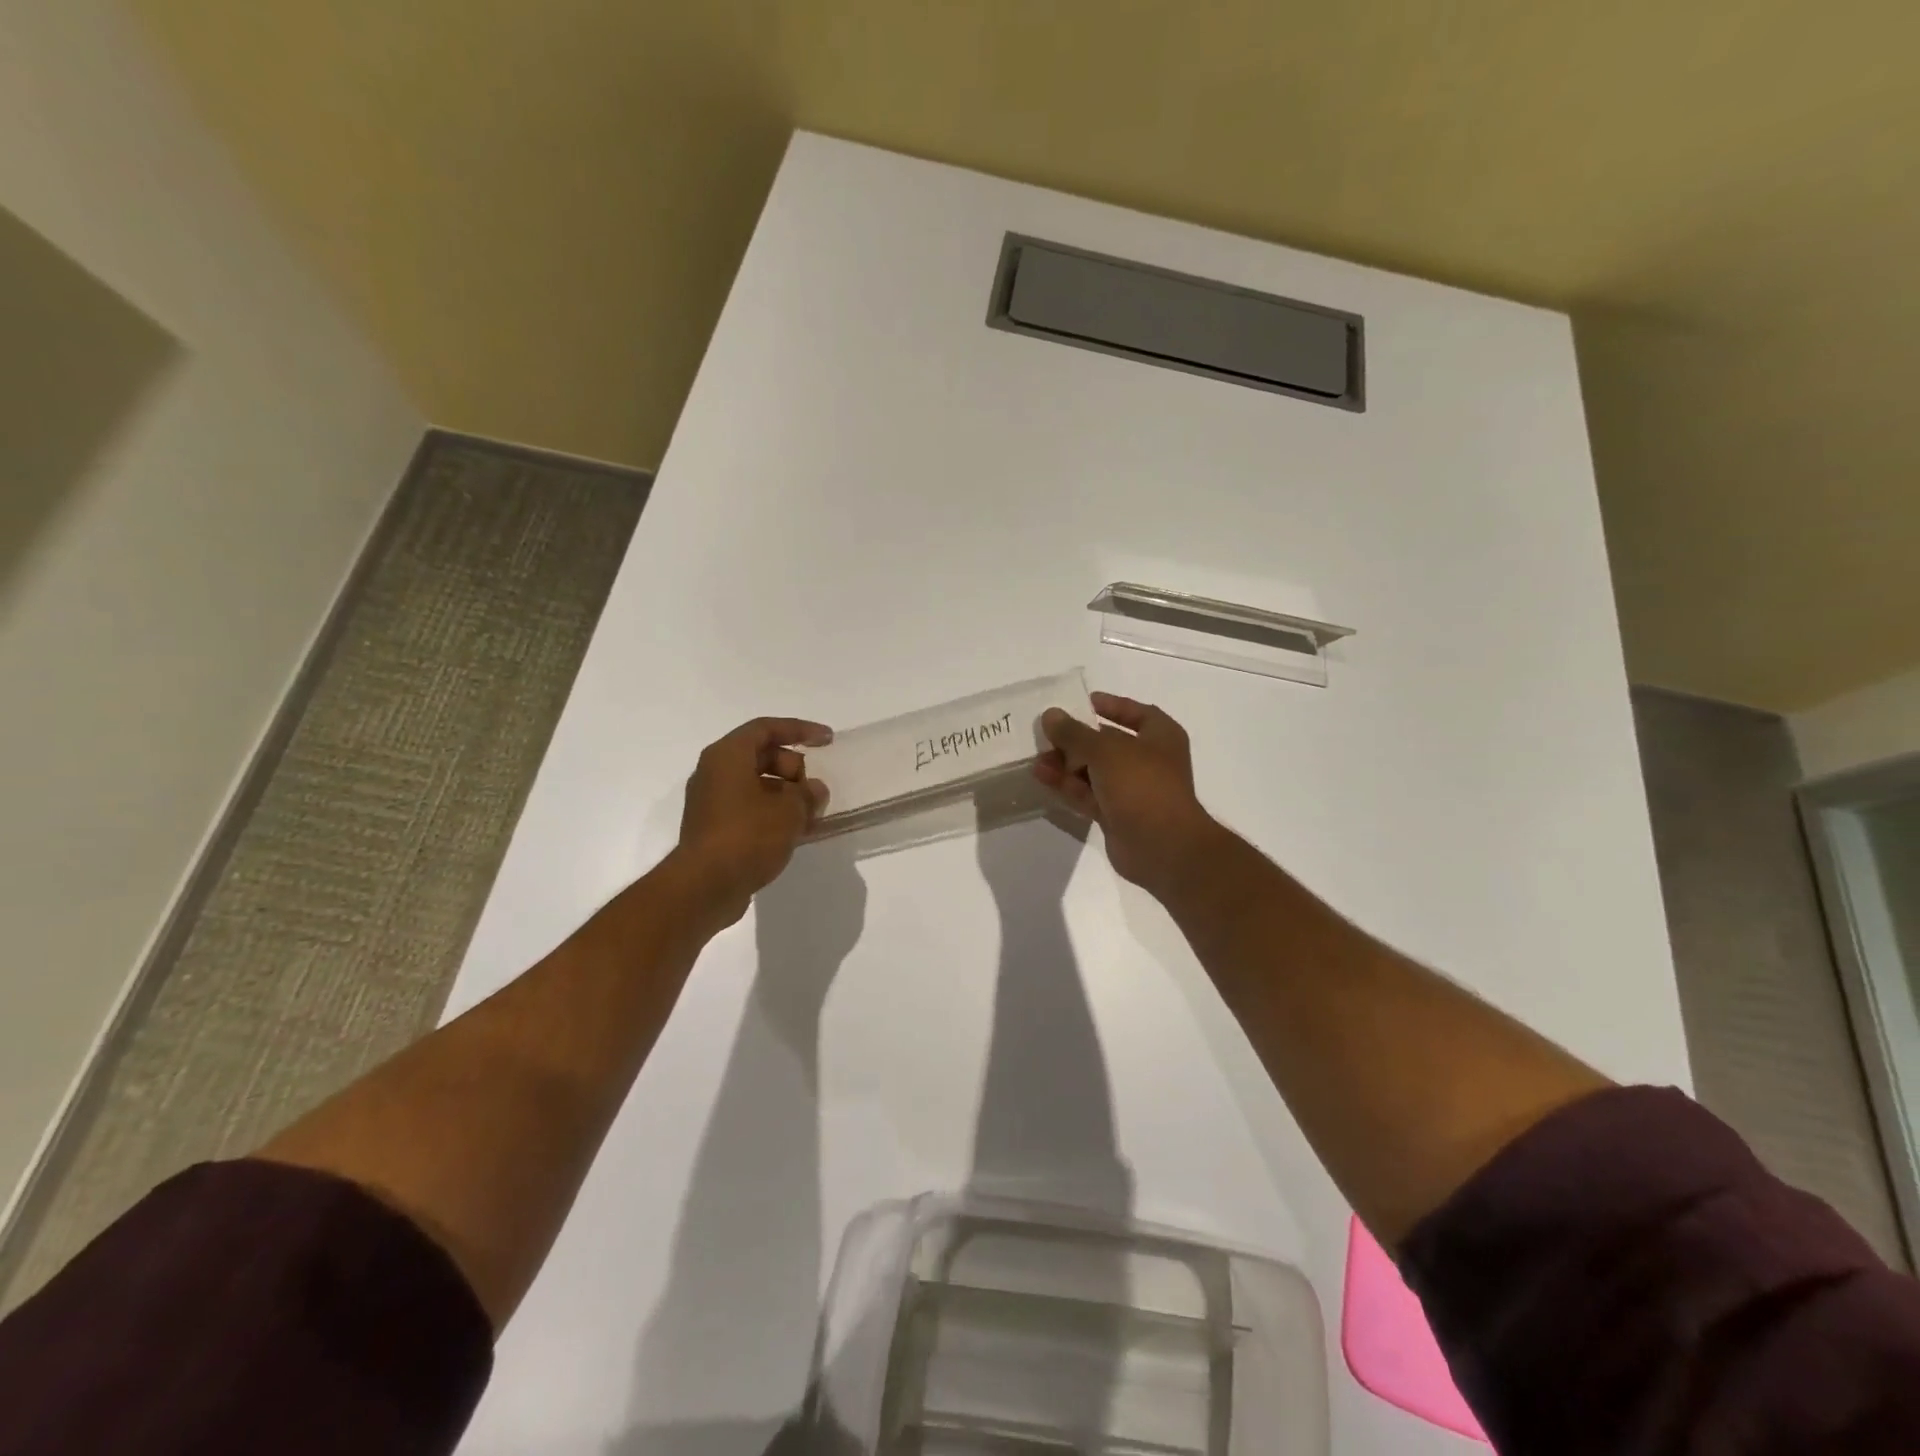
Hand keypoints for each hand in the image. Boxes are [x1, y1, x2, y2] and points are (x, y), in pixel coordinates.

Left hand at [674, 717, 832, 924]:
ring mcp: (711, 802)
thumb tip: (814, 791)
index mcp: (728, 756)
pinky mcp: (714, 828)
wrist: (704, 887)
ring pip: (756, 785)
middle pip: (761, 756)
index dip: (800, 730)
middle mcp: (714, 772)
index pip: (767, 728)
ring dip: (786, 795)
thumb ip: (808, 794)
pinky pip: (749, 808)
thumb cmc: (747, 836)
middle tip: (814, 792)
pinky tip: (795, 833)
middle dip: (794, 769)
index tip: (827, 740)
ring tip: (811, 817)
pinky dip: (773, 814)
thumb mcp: (790, 811)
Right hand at [1034, 692, 1223, 896]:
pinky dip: (1068, 786)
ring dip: (1067, 764)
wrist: (1162, 847)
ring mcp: (1133, 790)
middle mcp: (1149, 761)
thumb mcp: (1105, 750)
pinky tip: (1042, 778)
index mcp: (1160, 737)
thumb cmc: (1142, 785)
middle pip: (1108, 743)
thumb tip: (1050, 715)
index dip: (1110, 705)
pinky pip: (1089, 795)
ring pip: (1094, 771)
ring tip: (1036, 759)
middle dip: (1076, 740)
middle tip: (1046, 735)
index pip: (1136, 713)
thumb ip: (1075, 733)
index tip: (1081, 703)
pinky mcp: (1117, 815)